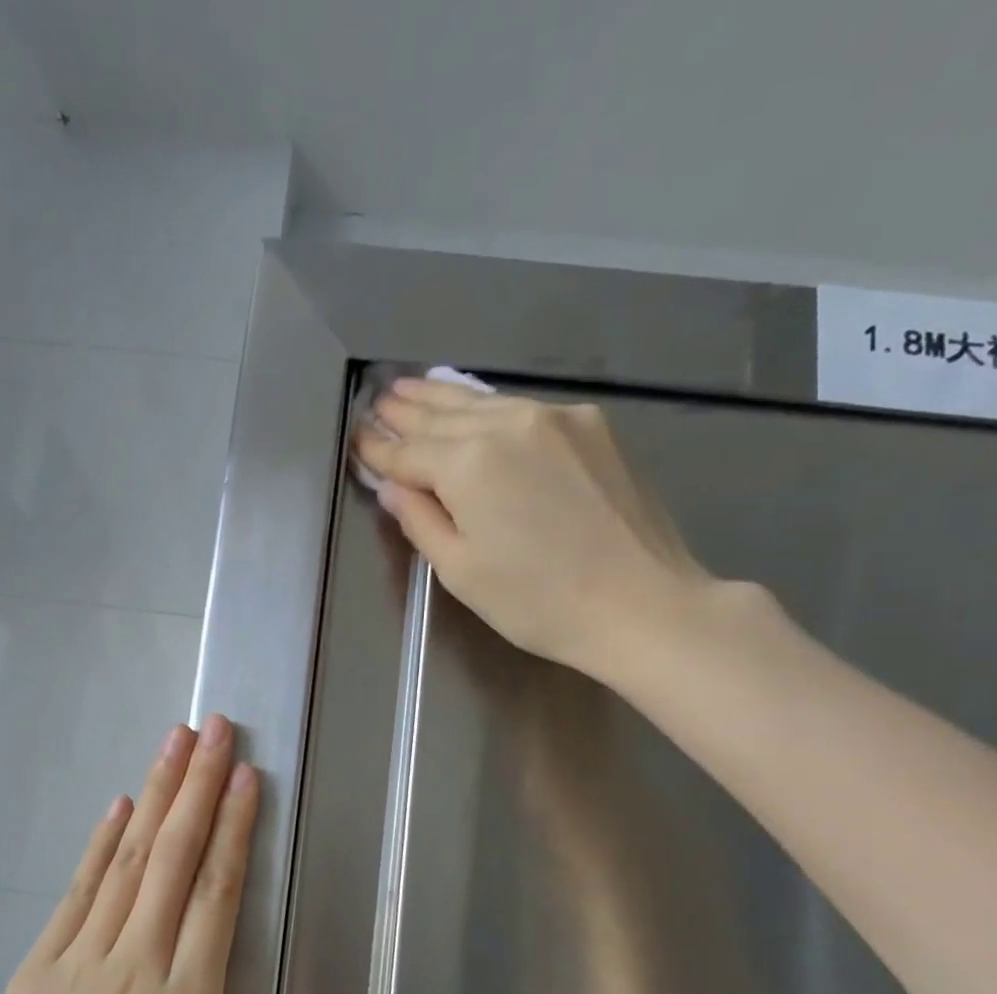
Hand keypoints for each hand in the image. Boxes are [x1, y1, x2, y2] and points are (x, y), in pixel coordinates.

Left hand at [0, 716, 312, 993]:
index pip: (216, 892)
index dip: (233, 827)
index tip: (245, 775)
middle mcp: (137, 961)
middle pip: (175, 855)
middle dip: (199, 784)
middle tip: (216, 727)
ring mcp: (82, 955)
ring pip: (130, 857)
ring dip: (156, 793)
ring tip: (175, 741)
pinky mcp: (40, 962)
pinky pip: (80, 888)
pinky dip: (103, 841)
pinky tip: (120, 804)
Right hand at [355, 378, 711, 680]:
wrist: (640, 604)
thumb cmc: (536, 602)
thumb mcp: (460, 572)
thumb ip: (420, 521)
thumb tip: (394, 486)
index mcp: (468, 464)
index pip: (407, 453)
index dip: (378, 450)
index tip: (356, 439)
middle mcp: (508, 424)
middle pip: (443, 417)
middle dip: (406, 411)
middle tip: (378, 399)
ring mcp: (554, 418)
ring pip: (483, 402)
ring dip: (443, 397)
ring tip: (412, 387)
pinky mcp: (591, 426)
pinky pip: (522, 408)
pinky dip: (488, 405)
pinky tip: (474, 405)